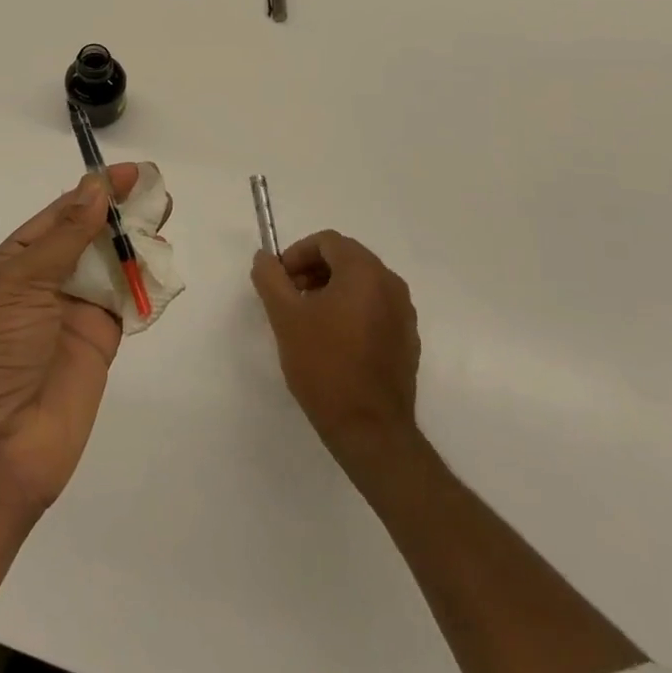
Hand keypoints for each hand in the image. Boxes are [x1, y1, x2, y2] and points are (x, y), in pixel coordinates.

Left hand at [0, 165, 138, 513]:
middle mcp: (43, 285)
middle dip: (119, 213)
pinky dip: (145, 284)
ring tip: (165, 217)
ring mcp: (72, 315)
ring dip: (136, 243)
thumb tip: (96, 187)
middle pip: (88, 237)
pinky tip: (164, 262)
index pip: (59, 215)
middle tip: (157, 191)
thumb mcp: (20, 283)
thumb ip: (66, 237)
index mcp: (13, 264)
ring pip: (110, 267)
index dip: (93, 192)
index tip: (131, 173)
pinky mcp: (99, 345)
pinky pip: (126, 305)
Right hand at [252, 231, 423, 471]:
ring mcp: (404, 314)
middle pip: (346, 259)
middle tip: (289, 297)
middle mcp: (391, 285)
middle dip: (313, 270)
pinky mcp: (407, 340)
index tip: (279, 279)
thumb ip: (270, 278)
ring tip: (307, 320)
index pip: (327, 242)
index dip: (297, 253)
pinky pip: (375, 309)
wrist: (369, 430)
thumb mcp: (285, 317)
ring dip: (330, 290)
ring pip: (361, 284)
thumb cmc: (325, 365)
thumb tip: (264, 258)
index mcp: (365, 272)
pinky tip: (332, 341)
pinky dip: (351, 311)